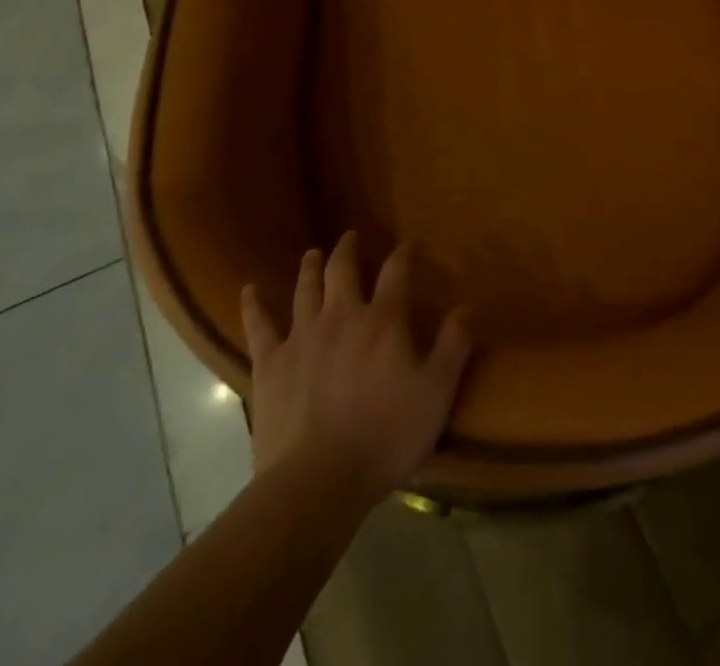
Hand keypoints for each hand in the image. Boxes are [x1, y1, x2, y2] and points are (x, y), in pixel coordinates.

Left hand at [240, 232, 472, 498]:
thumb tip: (471, 304)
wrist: (316, 482)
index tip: (409, 245)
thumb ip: (455, 345)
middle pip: (343, 269)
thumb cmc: (385, 435)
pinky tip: (248, 290)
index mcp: (383, 320)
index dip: (403, 254)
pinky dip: (254, 305)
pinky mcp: (270, 363)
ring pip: (306, 288)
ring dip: (311, 267)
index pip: (396, 271)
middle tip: (350, 237)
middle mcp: (342, 315)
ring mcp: (302, 336)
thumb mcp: (436, 392)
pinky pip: (260, 326)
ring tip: (313, 253)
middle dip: (349, 250)